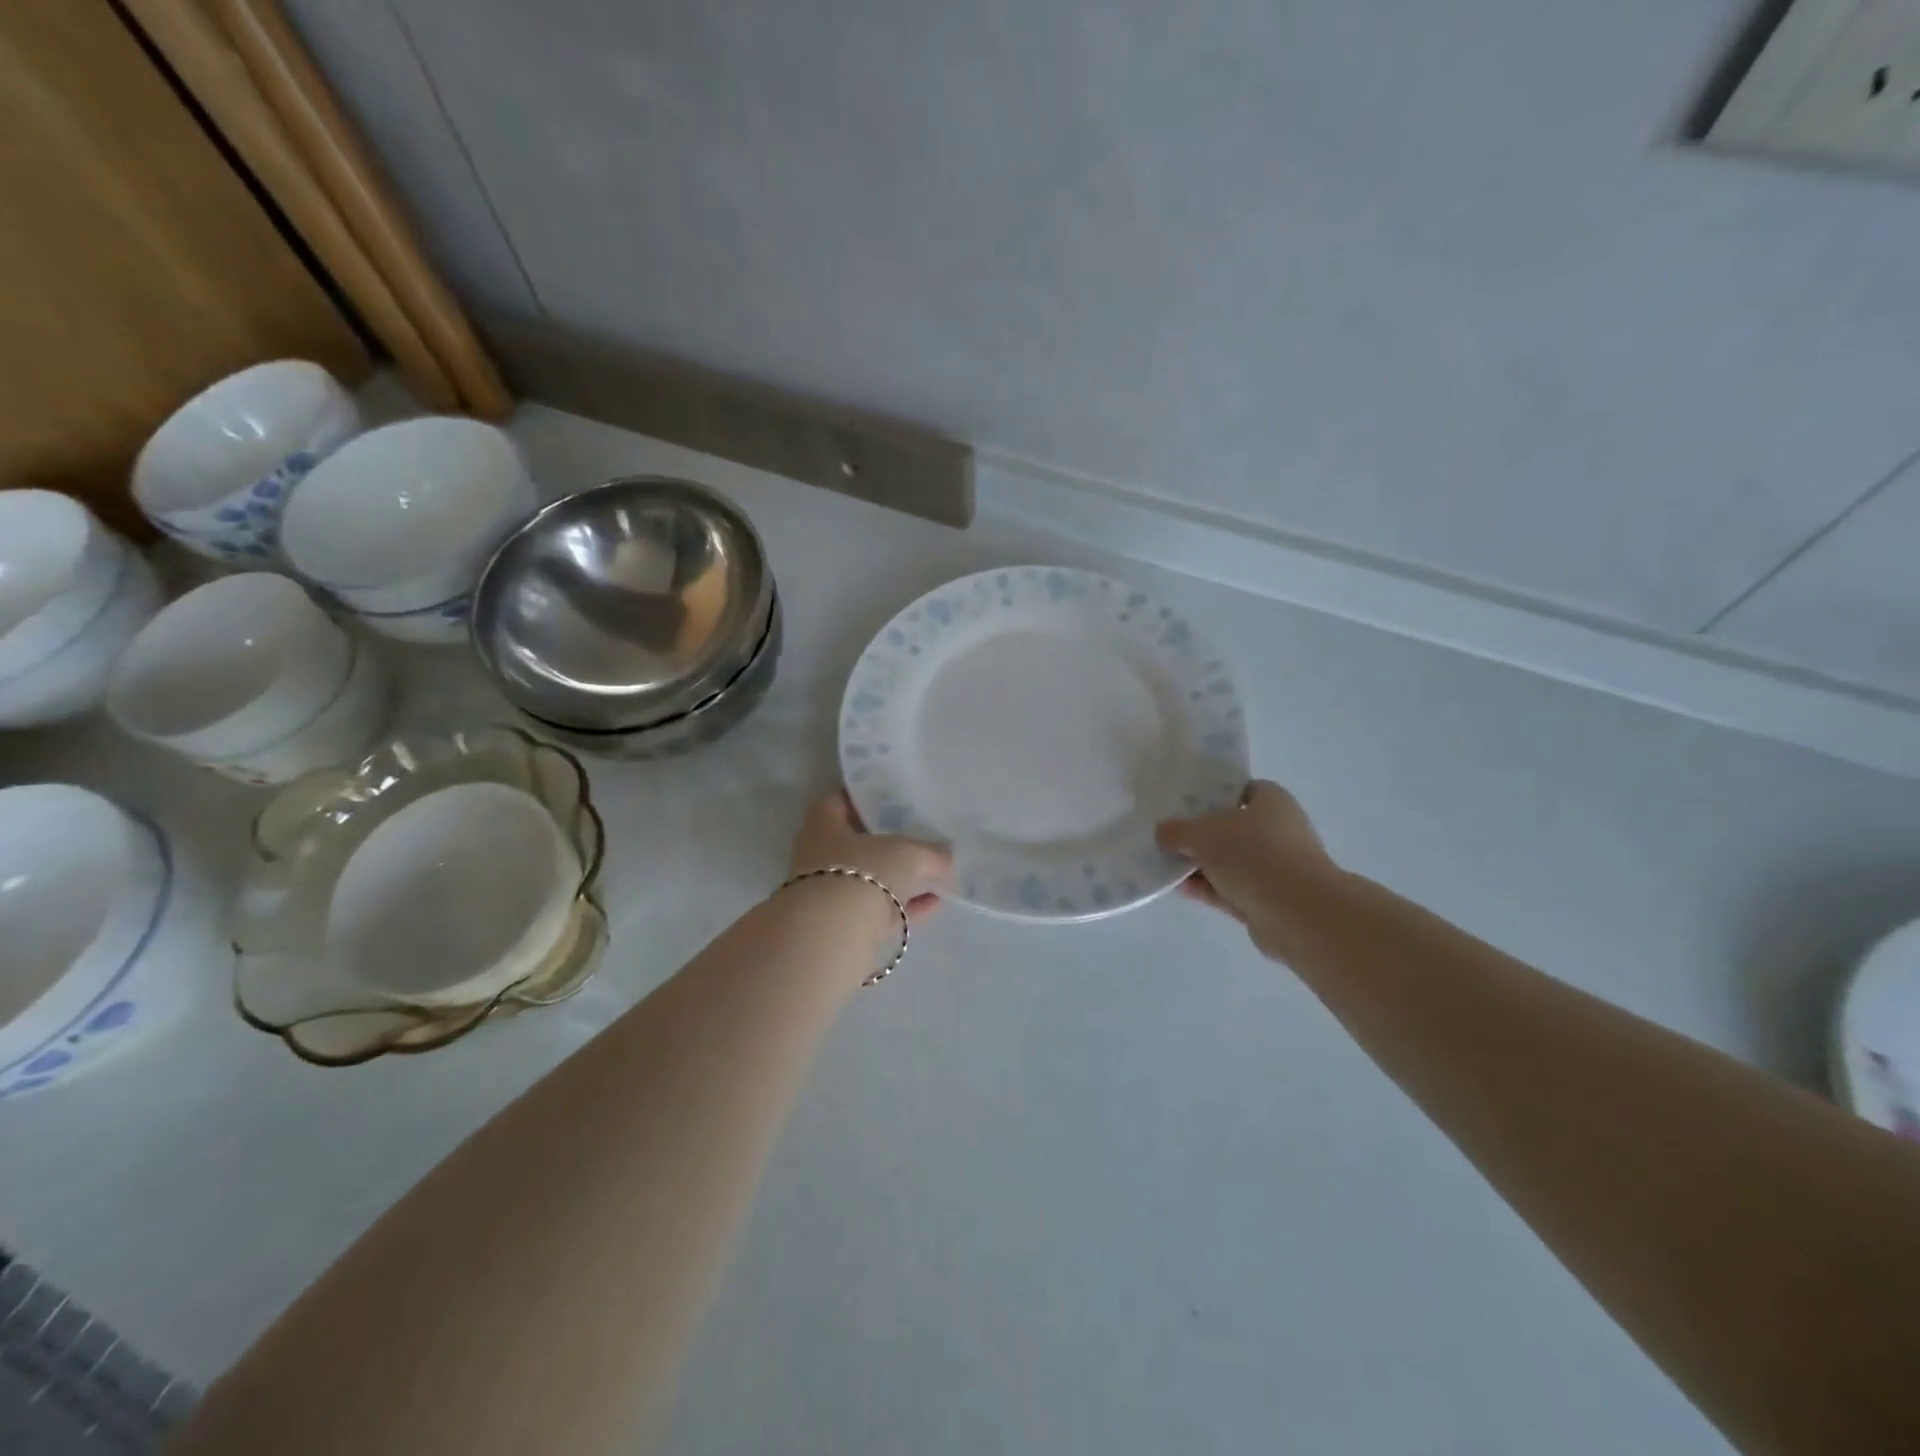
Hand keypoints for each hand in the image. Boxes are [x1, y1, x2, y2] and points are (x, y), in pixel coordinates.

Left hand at [788, 792, 952, 923]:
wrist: (833, 933)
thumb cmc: (864, 871)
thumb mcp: (909, 854)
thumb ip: (932, 853)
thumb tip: (946, 857)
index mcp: (823, 824)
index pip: (840, 801)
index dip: (865, 799)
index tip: (892, 801)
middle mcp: (819, 856)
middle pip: (856, 844)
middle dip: (887, 844)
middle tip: (919, 838)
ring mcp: (828, 893)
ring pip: (868, 879)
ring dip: (899, 879)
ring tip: (935, 876)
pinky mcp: (841, 925)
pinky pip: (878, 909)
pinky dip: (904, 906)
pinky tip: (934, 904)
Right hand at [1156, 780, 1341, 960]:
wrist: (1296, 912)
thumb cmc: (1252, 854)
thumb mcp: (1202, 833)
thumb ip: (1177, 830)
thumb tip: (1163, 832)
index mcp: (1272, 801)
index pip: (1239, 790)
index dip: (1211, 795)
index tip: (1183, 804)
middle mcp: (1279, 830)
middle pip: (1232, 828)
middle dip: (1201, 835)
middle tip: (1168, 837)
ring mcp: (1276, 868)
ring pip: (1231, 862)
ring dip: (1202, 865)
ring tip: (1166, 865)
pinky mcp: (1269, 900)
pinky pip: (1232, 889)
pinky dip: (1209, 889)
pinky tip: (1181, 889)